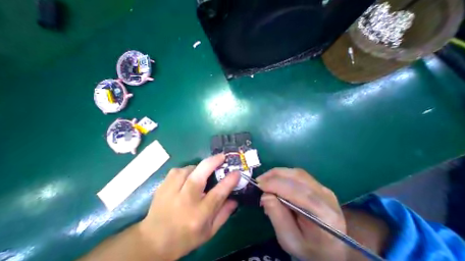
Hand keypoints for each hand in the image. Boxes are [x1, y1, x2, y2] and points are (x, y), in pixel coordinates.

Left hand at [138, 154, 238, 259]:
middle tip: (222, 156)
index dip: (229, 181)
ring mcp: (171, 192)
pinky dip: (186, 170)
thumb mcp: (209, 231)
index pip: (217, 194)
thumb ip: (224, 214)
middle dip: (212, 162)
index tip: (237, 172)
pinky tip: (188, 177)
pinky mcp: (163, 186)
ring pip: (188, 169)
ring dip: (198, 167)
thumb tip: (236, 198)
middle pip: (199, 176)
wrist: (152, 242)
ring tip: (203, 171)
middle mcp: (185, 201)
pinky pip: (178, 170)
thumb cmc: (185, 238)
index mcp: (198, 215)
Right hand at [260, 168, 346, 259]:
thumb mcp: (289, 240)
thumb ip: (277, 216)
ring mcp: (323, 188)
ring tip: (265, 180)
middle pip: (298, 177)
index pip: (298, 193)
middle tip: (259, 181)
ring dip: (277, 174)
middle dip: (274, 176)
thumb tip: (265, 194)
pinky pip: (297, 175)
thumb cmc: (309, 248)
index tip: (259, 185)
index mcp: (325, 215)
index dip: (276, 185)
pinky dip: (282, 175)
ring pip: (296, 173)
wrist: (331, 247)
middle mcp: (326, 196)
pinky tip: (274, 181)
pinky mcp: (317, 185)